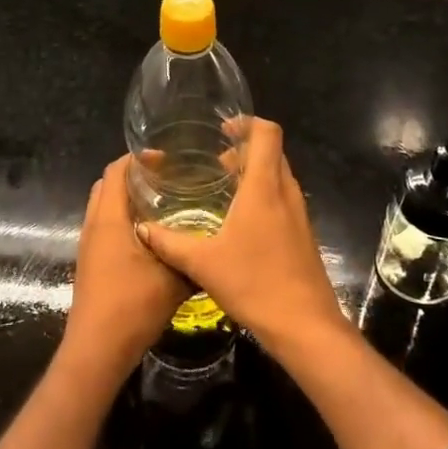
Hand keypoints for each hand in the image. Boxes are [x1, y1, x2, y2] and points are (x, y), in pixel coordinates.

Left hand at [60, 157, 192, 385]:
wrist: (97, 350)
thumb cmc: (132, 307)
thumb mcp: (173, 279)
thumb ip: (192, 256)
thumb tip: (214, 241)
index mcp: (110, 218)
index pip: (117, 170)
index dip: (138, 158)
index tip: (167, 158)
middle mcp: (94, 225)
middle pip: (108, 184)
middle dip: (134, 175)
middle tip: (167, 177)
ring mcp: (89, 245)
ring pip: (104, 206)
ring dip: (128, 198)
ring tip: (162, 202)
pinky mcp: (91, 262)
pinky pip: (105, 226)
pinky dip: (124, 219)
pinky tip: (151, 235)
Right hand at [136, 117, 348, 357]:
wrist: (305, 326)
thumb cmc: (255, 284)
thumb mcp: (203, 263)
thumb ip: (170, 243)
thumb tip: (142, 228)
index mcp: (264, 187)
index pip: (267, 133)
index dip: (248, 122)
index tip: (223, 129)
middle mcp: (286, 192)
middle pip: (272, 151)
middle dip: (246, 148)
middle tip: (215, 160)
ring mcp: (299, 213)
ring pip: (279, 175)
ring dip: (255, 172)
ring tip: (224, 187)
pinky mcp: (303, 233)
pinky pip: (283, 197)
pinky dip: (264, 194)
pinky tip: (240, 220)